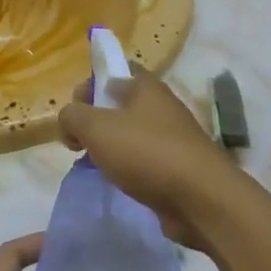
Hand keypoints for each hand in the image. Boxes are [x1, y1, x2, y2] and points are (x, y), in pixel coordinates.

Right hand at [58, 66, 238, 250]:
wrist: (201, 200)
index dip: (90, 84)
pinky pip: (144, 160)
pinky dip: (128, 168)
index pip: (115, 70)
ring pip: (131, 134)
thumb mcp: (96, 127)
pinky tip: (118, 182)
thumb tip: (68, 119)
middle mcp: (162, 107)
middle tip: (78, 141)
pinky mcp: (178, 167)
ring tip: (95, 165)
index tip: (74, 110)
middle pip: (121, 104)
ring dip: (110, 147)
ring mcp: (173, 138)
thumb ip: (72, 116)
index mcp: (146, 87)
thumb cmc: (146, 153)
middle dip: (95, 120)